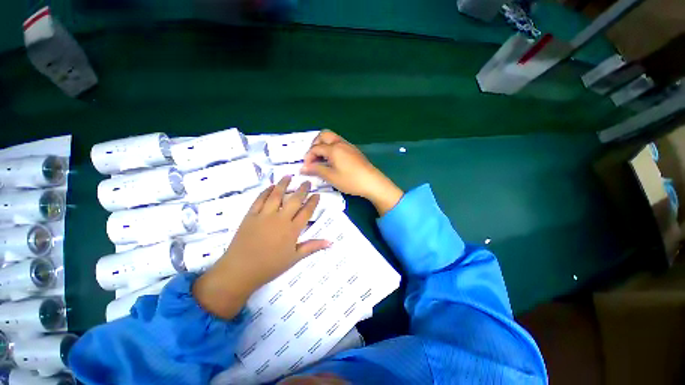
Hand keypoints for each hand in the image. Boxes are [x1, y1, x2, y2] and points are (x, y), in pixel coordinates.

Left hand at [192, 177, 329, 318]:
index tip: (317, 194)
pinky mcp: (251, 215)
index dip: (313, 202)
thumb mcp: (294, 258)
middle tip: (307, 182)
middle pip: (294, 200)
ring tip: (289, 176)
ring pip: (276, 195)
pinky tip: (271, 186)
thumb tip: (330, 242)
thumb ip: (312, 247)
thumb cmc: (270, 266)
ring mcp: (264, 215)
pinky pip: (259, 199)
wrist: (240, 271)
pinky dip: (266, 191)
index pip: (306, 212)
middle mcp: (280, 219)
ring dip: (284, 184)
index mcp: (292, 230)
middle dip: (302, 190)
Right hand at [301, 130, 402, 214]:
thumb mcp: (331, 176)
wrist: (372, 182)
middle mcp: (340, 143)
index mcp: (333, 148)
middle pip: (324, 135)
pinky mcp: (354, 151)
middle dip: (315, 144)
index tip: (306, 168)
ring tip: (322, 160)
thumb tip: (303, 168)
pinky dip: (331, 148)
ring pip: (332, 138)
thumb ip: (316, 170)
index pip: (315, 148)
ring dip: (324, 145)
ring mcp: (348, 146)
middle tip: (313, 158)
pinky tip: (332, 161)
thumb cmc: (350, 180)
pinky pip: (339, 144)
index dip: (308, 157)